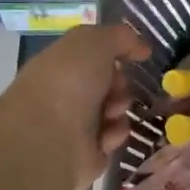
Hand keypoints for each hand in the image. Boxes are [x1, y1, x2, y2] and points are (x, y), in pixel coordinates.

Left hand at [8, 23, 151, 189]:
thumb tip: (141, 48)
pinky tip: (106, 134)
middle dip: (120, 83)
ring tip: (111, 113)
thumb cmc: (67, 82)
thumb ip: (120, 37)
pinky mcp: (88, 152)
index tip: (133, 57)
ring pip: (116, 110)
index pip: (95, 56)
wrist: (47, 137)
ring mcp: (75, 124)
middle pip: (109, 84)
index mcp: (61, 65)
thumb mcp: (94, 41)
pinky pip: (114, 138)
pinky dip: (115, 134)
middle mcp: (66, 93)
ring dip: (120, 108)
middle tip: (116, 88)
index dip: (115, 54)